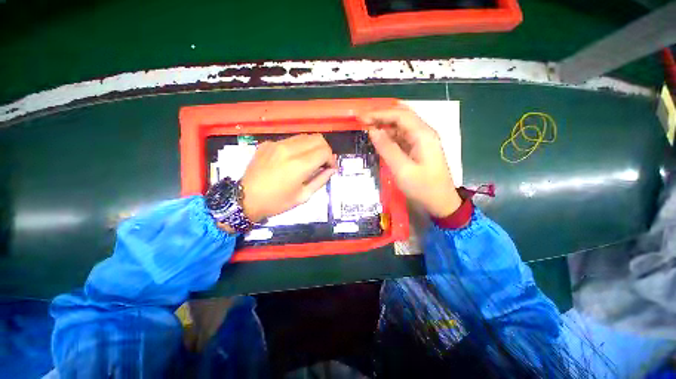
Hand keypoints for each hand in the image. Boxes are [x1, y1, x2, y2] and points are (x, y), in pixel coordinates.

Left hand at [240, 134, 336, 222]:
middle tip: (323, 163)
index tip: (330, 168)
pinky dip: (298, 147)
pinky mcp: (268, 144)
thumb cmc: (276, 202)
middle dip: (325, 150)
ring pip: (304, 137)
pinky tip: (293, 159)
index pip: (325, 151)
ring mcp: (276, 144)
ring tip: (310, 160)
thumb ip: (321, 180)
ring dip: (312, 147)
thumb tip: (331, 169)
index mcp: (299, 165)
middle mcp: (289, 149)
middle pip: (317, 139)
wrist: (244, 199)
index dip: (332, 159)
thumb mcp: (303, 196)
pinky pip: (290, 140)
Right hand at [361, 105, 461, 217]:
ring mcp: (421, 141)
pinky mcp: (417, 149)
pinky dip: (388, 135)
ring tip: (366, 128)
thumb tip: (372, 130)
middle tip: (362, 120)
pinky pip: (401, 137)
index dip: (379, 113)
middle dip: (381, 115)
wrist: (440, 203)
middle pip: (401, 116)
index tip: (361, 118)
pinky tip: (378, 139)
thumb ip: (387, 148)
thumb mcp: (402, 169)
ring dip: (384, 124)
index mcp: (423, 135)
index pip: (399, 115)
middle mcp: (423, 133)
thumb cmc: (422, 188)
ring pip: (400, 126)